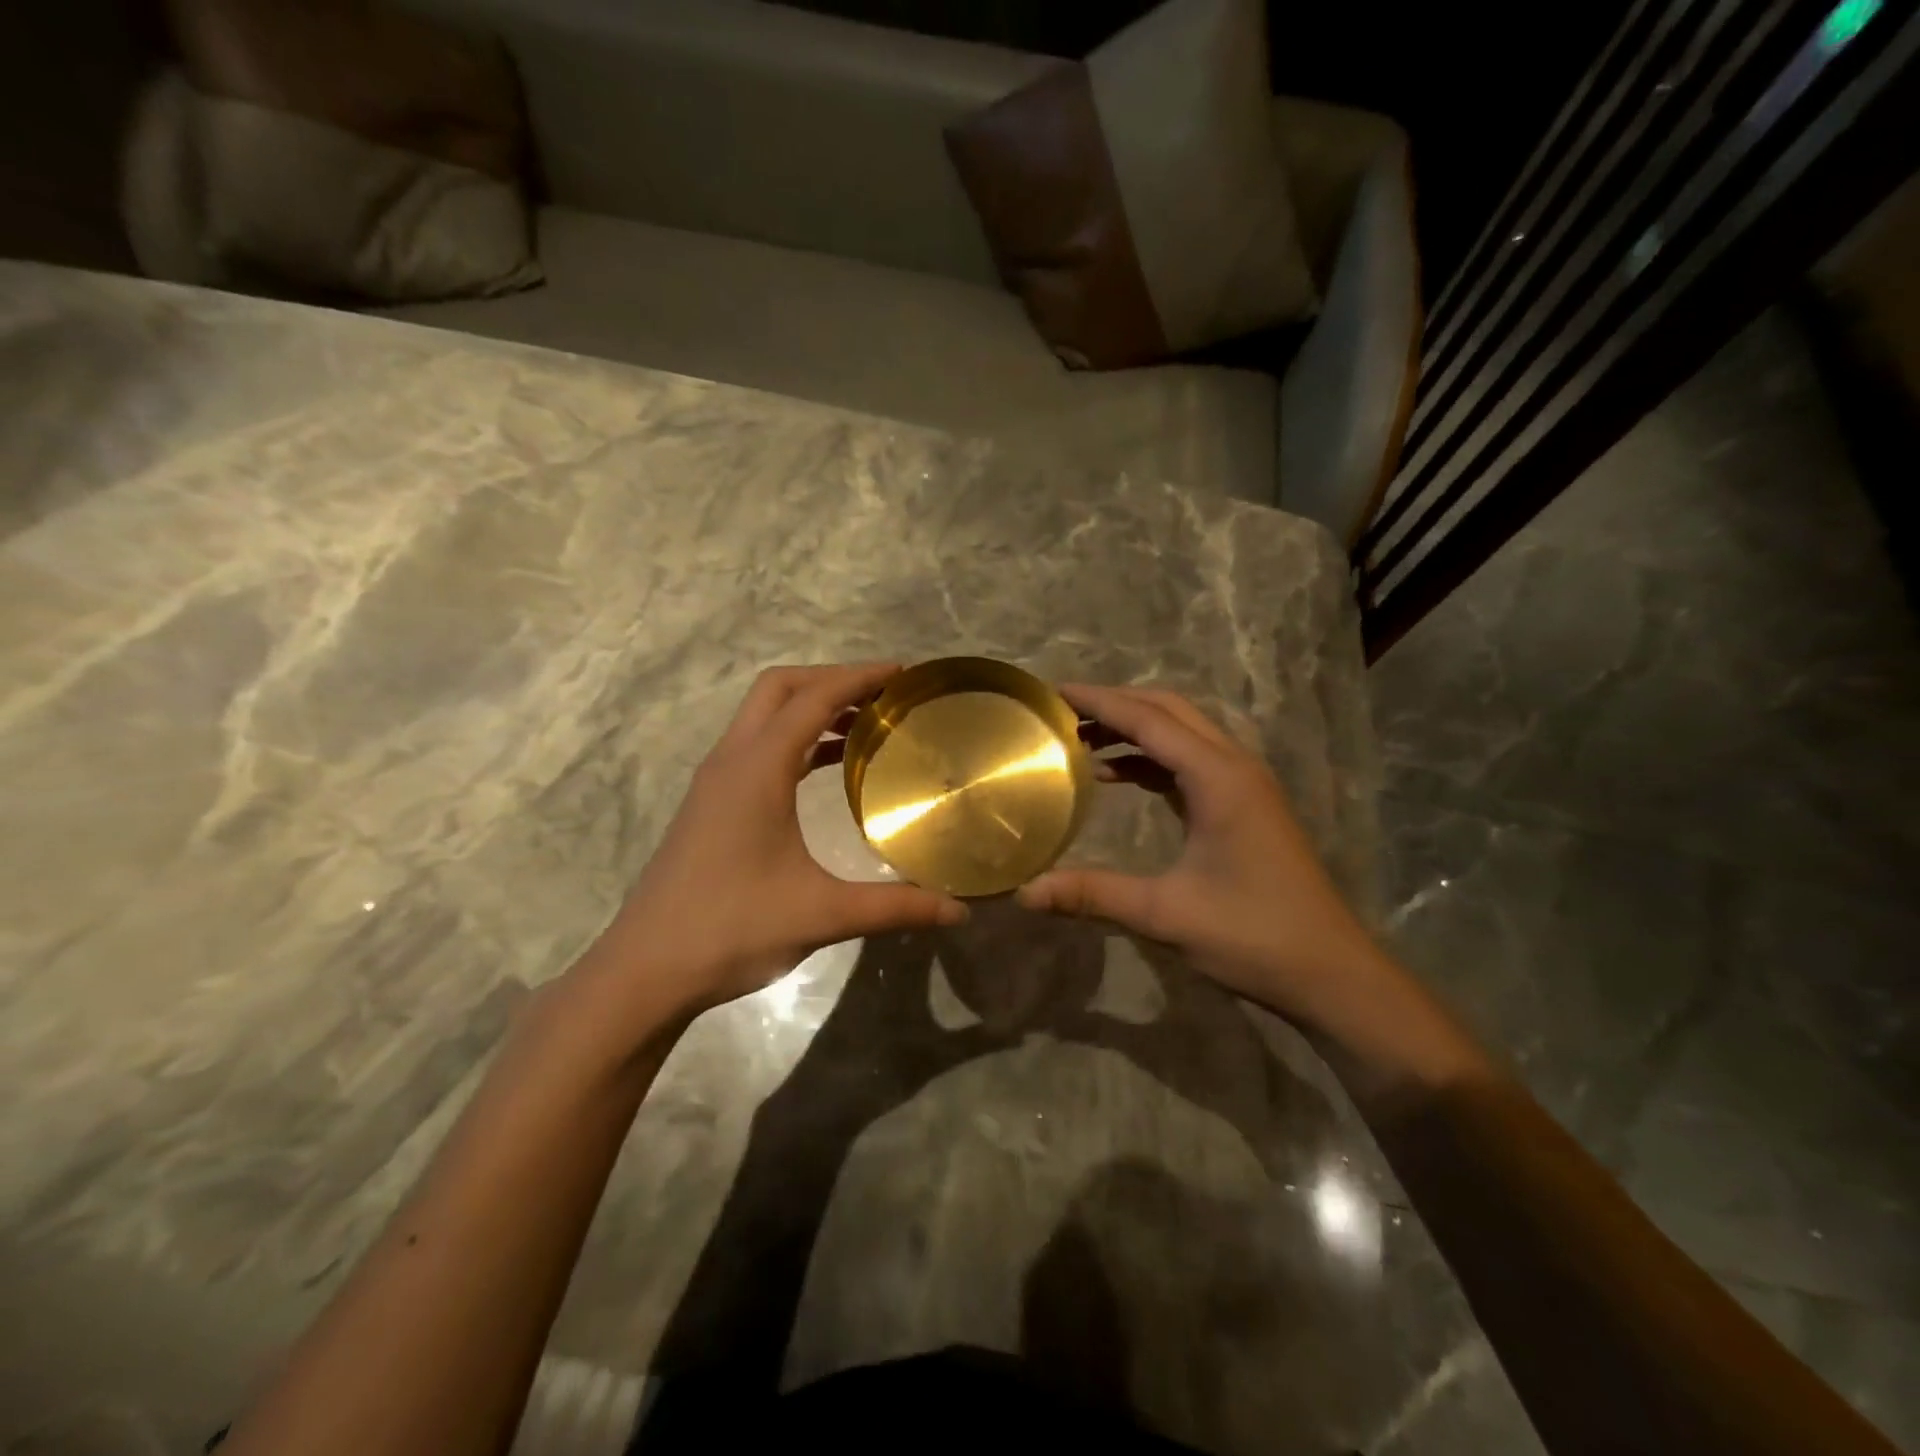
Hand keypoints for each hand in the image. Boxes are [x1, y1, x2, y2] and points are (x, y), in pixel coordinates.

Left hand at [578, 665, 967, 1029]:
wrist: (646, 970)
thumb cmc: (732, 930)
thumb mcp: (822, 915)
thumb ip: (895, 906)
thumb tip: (959, 911)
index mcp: (757, 769)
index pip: (813, 698)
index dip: (859, 677)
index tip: (903, 673)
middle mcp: (732, 760)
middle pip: (780, 688)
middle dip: (832, 679)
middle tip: (882, 696)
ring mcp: (715, 781)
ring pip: (764, 715)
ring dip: (811, 707)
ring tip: (865, 725)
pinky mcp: (711, 803)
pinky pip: (757, 746)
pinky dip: (795, 738)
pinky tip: (826, 768)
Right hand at [1016, 685, 1391, 1030]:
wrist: (1330, 973)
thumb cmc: (1252, 936)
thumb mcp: (1165, 914)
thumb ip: (1092, 894)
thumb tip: (1024, 892)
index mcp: (1219, 778)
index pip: (1149, 719)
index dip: (1099, 702)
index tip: (1053, 692)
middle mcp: (1234, 766)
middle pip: (1169, 711)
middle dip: (1115, 704)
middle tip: (1062, 712)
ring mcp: (1243, 785)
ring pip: (1183, 732)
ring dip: (1134, 728)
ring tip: (1080, 739)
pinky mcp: (1244, 805)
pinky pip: (1190, 760)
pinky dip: (1151, 757)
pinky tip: (1117, 775)